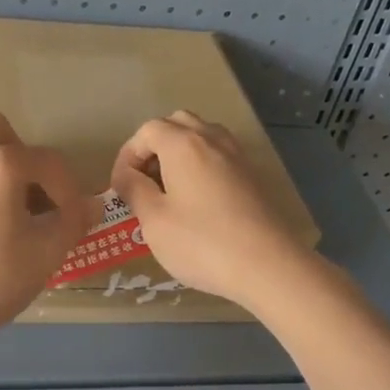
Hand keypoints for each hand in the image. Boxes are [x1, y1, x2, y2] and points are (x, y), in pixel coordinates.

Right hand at [110, 111, 316, 310]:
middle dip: (154, 147)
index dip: (127, 155)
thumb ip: (135, 191)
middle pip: (177, 124)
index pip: (147, 131)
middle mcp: (211, 139)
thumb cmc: (202, 243)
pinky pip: (220, 155)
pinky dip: (202, 165)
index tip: (120, 187)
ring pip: (202, 136)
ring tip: (170, 189)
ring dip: (180, 153)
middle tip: (145, 181)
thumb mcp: (154, 221)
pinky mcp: (253, 176)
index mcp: (183, 144)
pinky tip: (198, 200)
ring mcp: (237, 156)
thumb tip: (127, 176)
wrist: (268, 265)